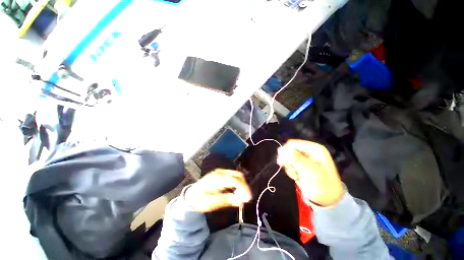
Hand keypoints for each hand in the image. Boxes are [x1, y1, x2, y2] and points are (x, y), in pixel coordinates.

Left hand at [184, 169, 251, 212]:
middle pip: (237, 175)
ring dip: (242, 184)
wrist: (191, 195)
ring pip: (236, 175)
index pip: (234, 180)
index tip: (248, 198)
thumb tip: (241, 201)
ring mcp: (220, 172)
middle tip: (246, 198)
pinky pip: (233, 176)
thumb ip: (226, 200)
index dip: (243, 188)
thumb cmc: (199, 200)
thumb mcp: (211, 203)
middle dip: (244, 186)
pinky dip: (238, 183)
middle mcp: (220, 172)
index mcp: (217, 179)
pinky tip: (237, 191)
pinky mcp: (221, 174)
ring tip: (242, 196)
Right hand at [277, 140, 343, 206]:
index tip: (281, 161)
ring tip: (296, 175)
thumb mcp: (309, 170)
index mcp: (314, 148)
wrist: (327, 199)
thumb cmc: (321, 184)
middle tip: (291, 170)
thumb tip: (280, 149)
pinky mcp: (301, 165)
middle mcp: (309, 151)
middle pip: (289, 150)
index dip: (286, 151)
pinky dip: (290, 170)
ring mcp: (305, 158)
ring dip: (289, 166)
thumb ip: (295, 158)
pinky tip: (296, 176)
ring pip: (288, 157)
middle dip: (288, 161)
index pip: (293, 144)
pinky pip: (290, 163)